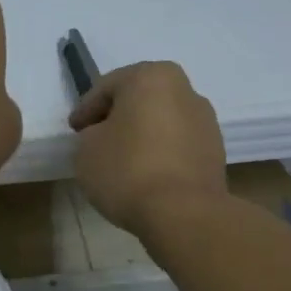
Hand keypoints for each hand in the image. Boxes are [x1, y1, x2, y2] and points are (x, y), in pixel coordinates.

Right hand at [69, 62, 227, 234]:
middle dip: (118, 117)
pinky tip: (146, 174)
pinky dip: (161, 152)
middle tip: (96, 139)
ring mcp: (205, 120)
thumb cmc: (128, 170)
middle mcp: (184, 89)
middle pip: (139, 99)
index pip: (107, 88)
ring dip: (142, 134)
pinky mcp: (216, 151)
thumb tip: (104, 137)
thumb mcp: (86, 149)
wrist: (184, 214)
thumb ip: (90, 134)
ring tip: (122, 160)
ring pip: (161, 121)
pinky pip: (177, 144)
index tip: (74, 130)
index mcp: (151, 76)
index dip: (86, 110)